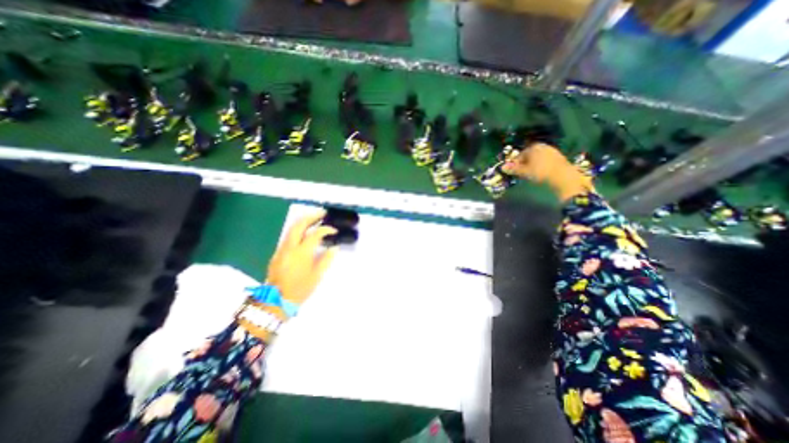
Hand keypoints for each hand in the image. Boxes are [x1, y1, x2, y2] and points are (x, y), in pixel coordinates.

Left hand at [266, 211, 337, 304]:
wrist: (275, 301)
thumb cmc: (300, 289)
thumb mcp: (317, 276)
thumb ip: (326, 260)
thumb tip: (334, 248)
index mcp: (302, 253)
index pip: (315, 234)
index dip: (326, 230)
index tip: (334, 231)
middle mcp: (290, 247)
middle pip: (299, 225)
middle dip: (311, 216)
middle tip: (322, 213)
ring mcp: (282, 249)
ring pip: (291, 229)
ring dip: (304, 221)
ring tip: (315, 219)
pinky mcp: (277, 253)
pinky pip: (288, 236)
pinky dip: (298, 230)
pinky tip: (305, 232)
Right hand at [501, 144, 594, 202]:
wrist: (563, 177)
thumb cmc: (540, 173)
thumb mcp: (524, 172)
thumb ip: (513, 169)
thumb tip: (502, 167)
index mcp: (533, 147)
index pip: (519, 155)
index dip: (515, 164)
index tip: (514, 172)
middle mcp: (542, 146)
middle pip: (529, 155)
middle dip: (524, 163)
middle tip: (522, 173)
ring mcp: (552, 150)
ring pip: (537, 158)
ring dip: (533, 164)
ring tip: (532, 174)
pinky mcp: (559, 156)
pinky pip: (546, 160)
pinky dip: (541, 165)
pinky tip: (542, 173)